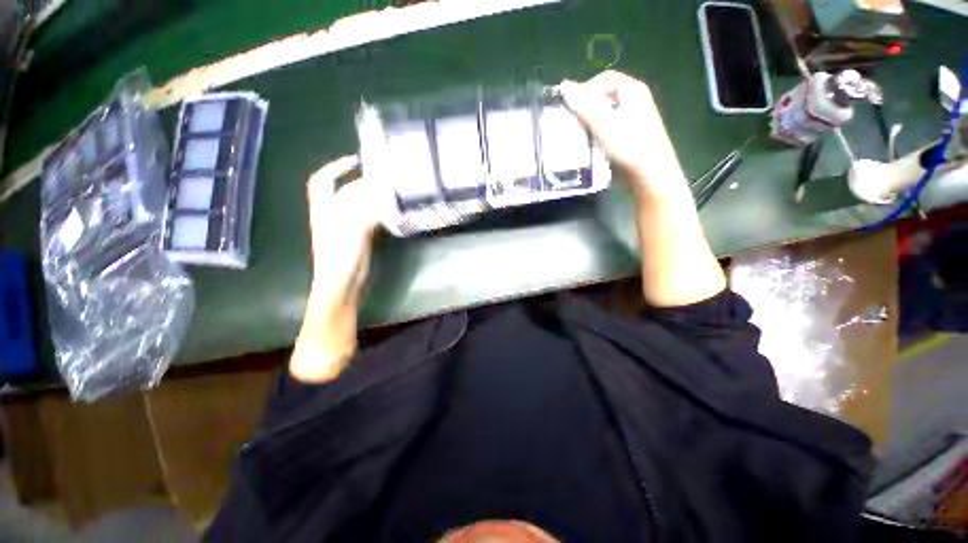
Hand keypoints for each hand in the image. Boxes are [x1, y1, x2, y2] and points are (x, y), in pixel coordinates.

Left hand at [291, 155, 378, 382]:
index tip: (358, 159)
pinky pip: (367, 218)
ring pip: (356, 204)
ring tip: (390, 189)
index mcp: (324, 211)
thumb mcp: (350, 232)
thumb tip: (377, 192)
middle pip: (344, 191)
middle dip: (360, 180)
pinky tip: (390, 210)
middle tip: (384, 175)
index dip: (337, 167)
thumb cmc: (340, 262)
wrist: (342, 288)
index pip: (323, 182)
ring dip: (370, 194)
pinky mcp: (358, 239)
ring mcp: (346, 228)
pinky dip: (378, 210)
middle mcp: (332, 216)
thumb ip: (362, 210)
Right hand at [559, 71, 689, 199]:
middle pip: (604, 95)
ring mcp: (633, 117)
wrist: (650, 175)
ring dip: (590, 120)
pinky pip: (609, 125)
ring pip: (605, 112)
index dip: (584, 90)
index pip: (603, 79)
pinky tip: (590, 142)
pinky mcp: (630, 134)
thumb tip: (564, 85)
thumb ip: (583, 105)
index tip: (569, 107)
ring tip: (578, 133)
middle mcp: (634, 99)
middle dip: (586, 106)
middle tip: (572, 121)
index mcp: (632, 90)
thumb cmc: (629, 146)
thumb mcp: (604, 125)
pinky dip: (597, 130)